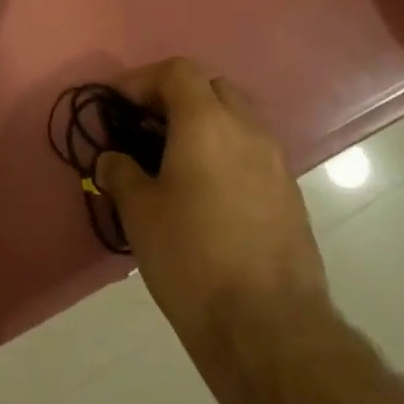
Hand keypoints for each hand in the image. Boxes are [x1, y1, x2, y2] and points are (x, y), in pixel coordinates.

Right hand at [95, 58, 328, 345]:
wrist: (271, 330)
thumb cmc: (193, 258)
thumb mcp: (141, 214)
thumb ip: (121, 174)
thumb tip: (112, 160)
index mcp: (207, 121)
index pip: (177, 72)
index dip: (143, 80)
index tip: (118, 104)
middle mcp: (247, 129)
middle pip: (212, 88)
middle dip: (178, 98)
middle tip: (148, 128)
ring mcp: (276, 163)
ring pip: (237, 121)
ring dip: (205, 127)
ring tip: (175, 163)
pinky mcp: (291, 197)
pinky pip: (253, 155)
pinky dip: (227, 156)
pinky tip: (207, 196)